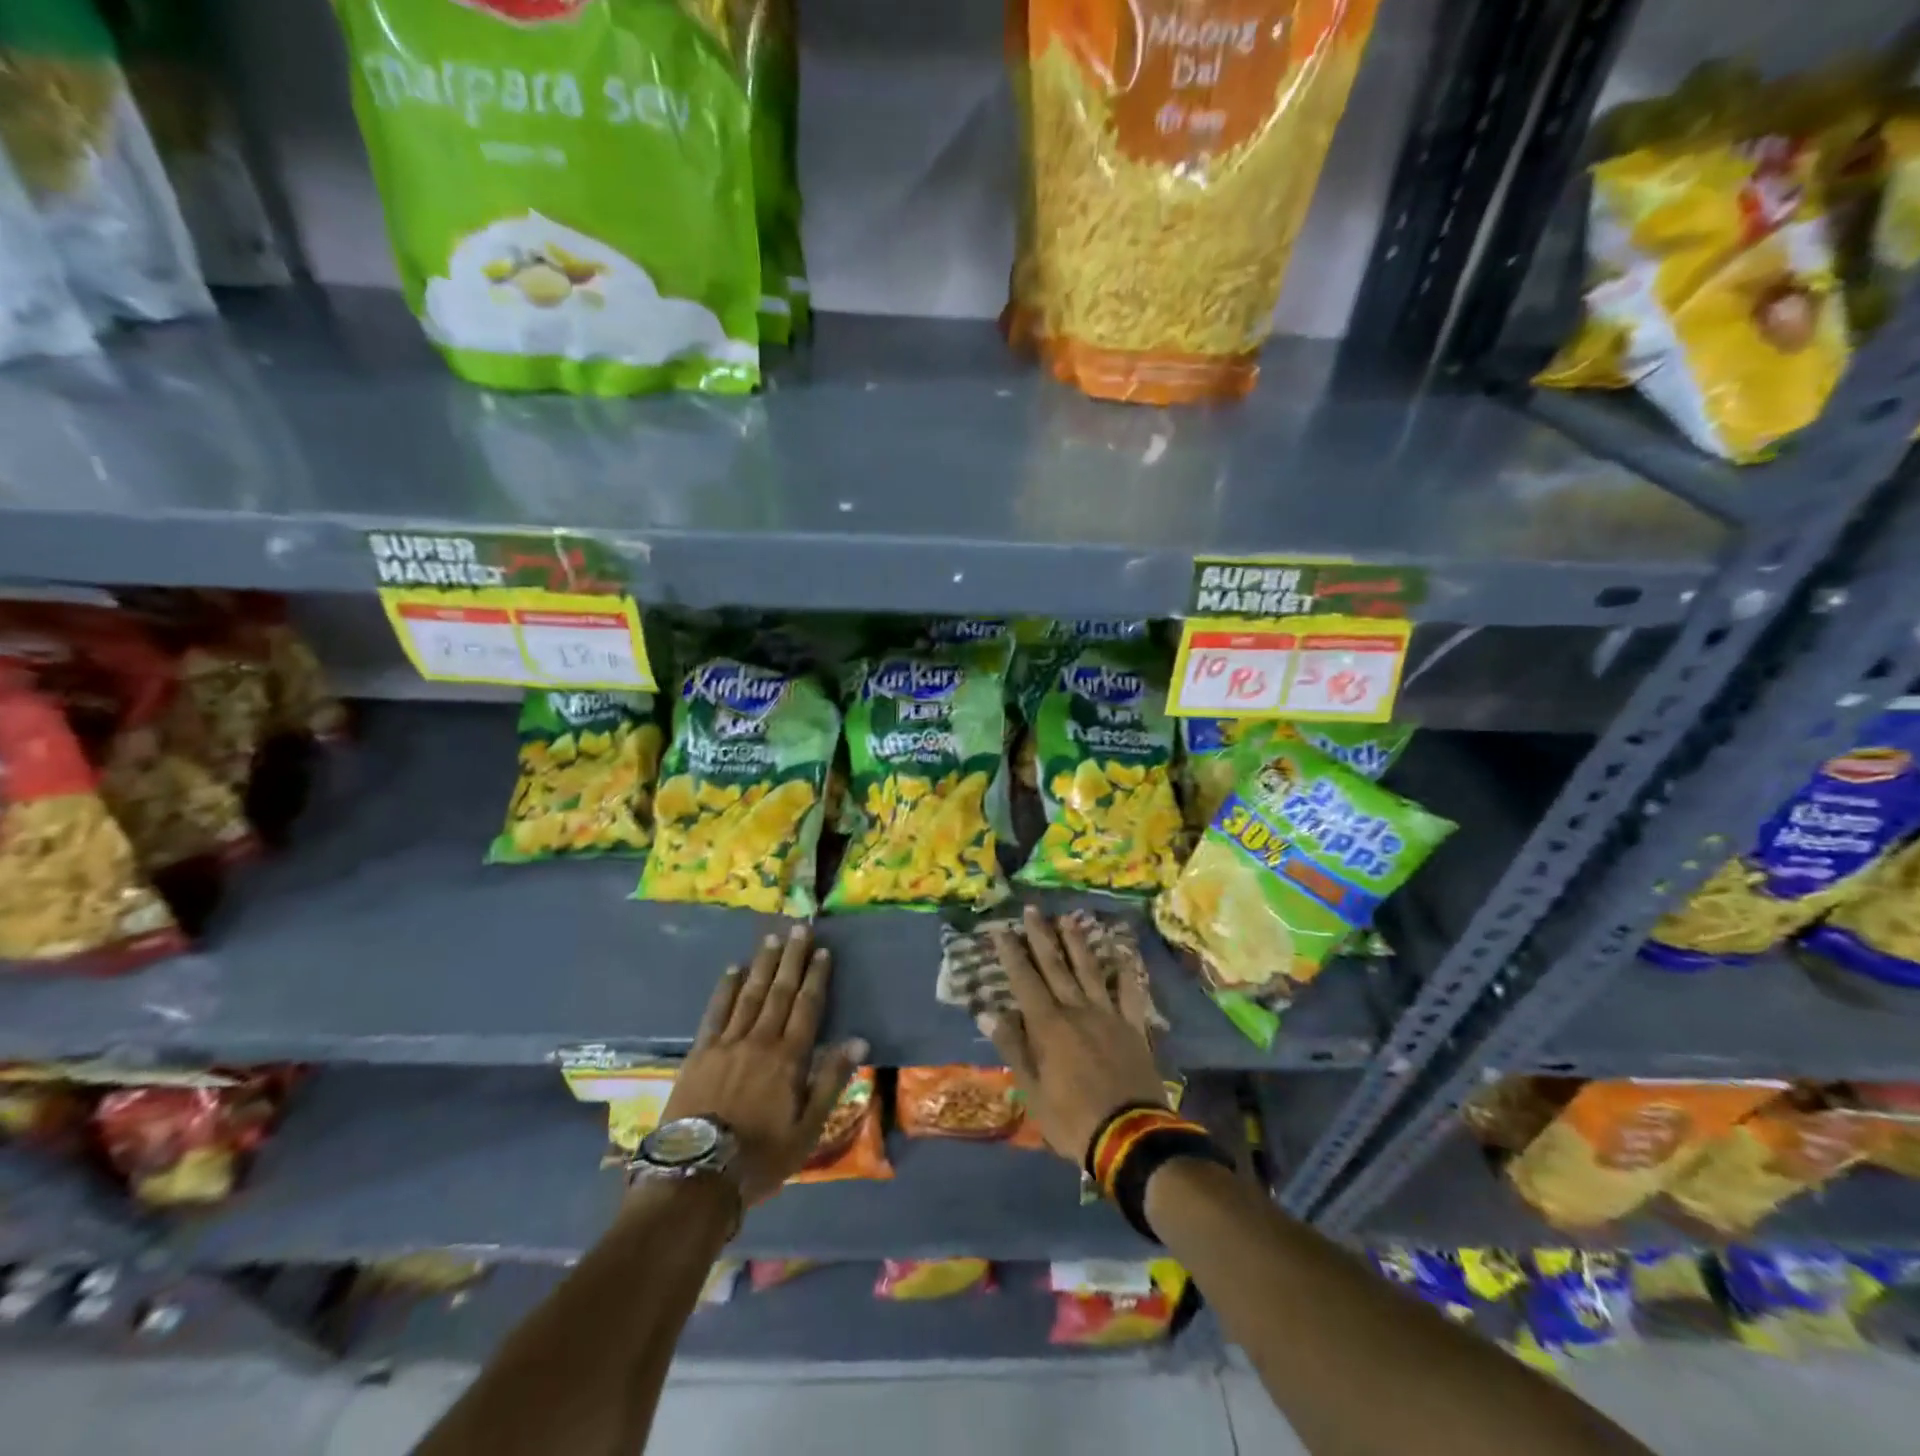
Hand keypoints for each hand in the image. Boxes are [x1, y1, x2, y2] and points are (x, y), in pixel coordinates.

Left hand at [660, 924, 867, 1207]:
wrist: (696, 1176)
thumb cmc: (760, 1157)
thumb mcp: (807, 1129)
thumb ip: (831, 1080)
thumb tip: (858, 1040)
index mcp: (789, 1058)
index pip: (807, 1007)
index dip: (816, 977)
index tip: (822, 951)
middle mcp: (760, 1040)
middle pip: (780, 992)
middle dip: (792, 958)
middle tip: (799, 928)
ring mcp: (727, 1043)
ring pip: (750, 994)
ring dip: (763, 964)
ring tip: (772, 939)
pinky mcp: (700, 1052)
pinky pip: (716, 1012)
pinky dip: (725, 988)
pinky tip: (732, 970)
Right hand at [983, 906, 1167, 1165]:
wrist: (1130, 1137)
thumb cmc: (1072, 1119)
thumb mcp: (1032, 1091)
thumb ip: (1013, 1048)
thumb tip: (989, 1013)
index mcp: (1048, 1026)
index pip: (1025, 980)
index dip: (1011, 954)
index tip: (1001, 929)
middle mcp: (1076, 1010)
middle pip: (1056, 966)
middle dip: (1041, 936)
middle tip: (1031, 910)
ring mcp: (1108, 1015)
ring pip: (1089, 970)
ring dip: (1077, 943)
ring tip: (1068, 918)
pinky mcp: (1133, 1027)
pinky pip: (1130, 993)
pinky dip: (1126, 972)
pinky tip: (1123, 953)